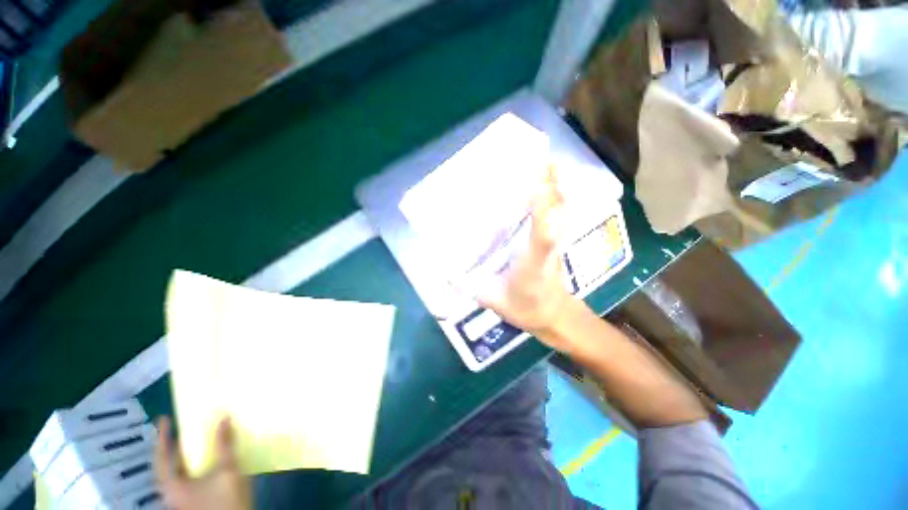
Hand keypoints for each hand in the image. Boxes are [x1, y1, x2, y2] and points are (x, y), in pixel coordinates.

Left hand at [155, 417, 252, 509]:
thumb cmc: (224, 500)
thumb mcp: (227, 470)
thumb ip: (224, 444)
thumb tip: (224, 418)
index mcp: (172, 485)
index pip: (162, 456)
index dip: (162, 436)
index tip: (164, 418)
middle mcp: (171, 492)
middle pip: (166, 465)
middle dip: (172, 446)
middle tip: (179, 428)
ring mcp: (181, 499)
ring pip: (176, 473)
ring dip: (183, 456)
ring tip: (191, 441)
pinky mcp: (192, 502)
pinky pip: (186, 478)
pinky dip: (191, 465)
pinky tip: (204, 460)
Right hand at [478, 166, 579, 349]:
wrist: (553, 314)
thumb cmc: (525, 307)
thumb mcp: (493, 302)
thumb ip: (468, 288)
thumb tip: (443, 275)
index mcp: (533, 264)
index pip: (542, 238)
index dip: (543, 212)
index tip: (537, 184)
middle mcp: (548, 247)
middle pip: (557, 212)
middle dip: (550, 183)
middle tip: (537, 155)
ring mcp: (556, 240)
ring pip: (561, 207)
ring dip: (554, 183)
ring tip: (541, 158)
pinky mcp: (556, 238)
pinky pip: (558, 211)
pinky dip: (554, 193)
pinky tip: (544, 181)